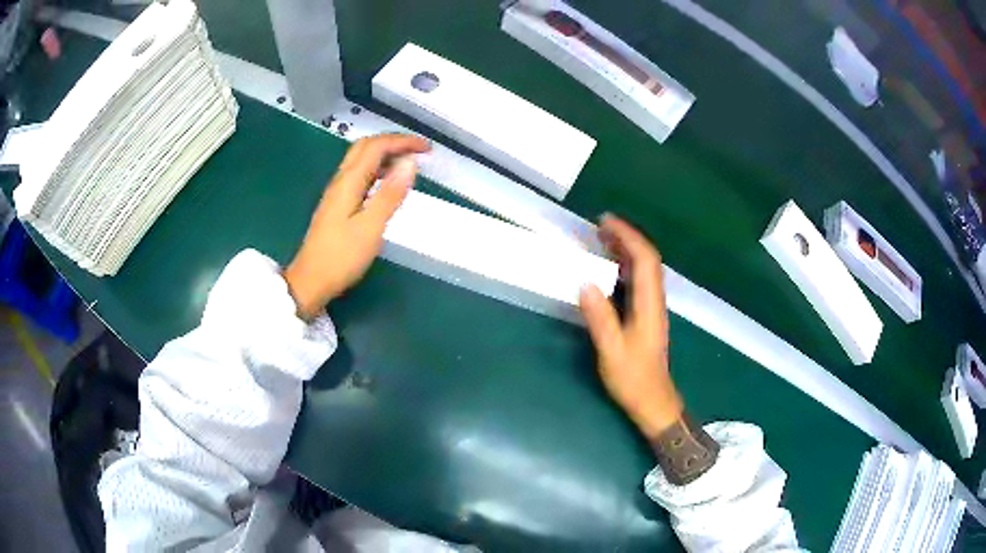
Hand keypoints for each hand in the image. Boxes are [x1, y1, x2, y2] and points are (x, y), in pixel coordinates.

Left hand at [284, 134, 430, 318]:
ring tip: (409, 165)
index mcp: (349, 182)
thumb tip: (410, 163)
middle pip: (366, 147)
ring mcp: (338, 192)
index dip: (403, 141)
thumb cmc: (341, 257)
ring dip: (386, 155)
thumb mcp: (371, 227)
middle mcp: (341, 180)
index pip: (376, 146)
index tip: (427, 149)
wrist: (311, 281)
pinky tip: (388, 184)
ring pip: (362, 160)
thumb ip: (390, 194)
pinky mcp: (338, 204)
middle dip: (394, 142)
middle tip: (418, 151)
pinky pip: (360, 175)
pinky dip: (378, 170)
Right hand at [579, 215, 682, 439]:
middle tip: (599, 226)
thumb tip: (585, 283)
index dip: (628, 236)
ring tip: (602, 239)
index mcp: (649, 305)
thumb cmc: (633, 379)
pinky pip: (638, 281)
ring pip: (644, 269)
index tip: (605, 222)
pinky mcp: (646, 316)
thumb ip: (600, 318)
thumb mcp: (612, 351)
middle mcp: (654, 300)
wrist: (653, 401)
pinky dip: (625, 266)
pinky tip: (609, 269)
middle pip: (647, 259)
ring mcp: (652, 307)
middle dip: (627, 237)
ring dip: (626, 249)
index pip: (645, 259)